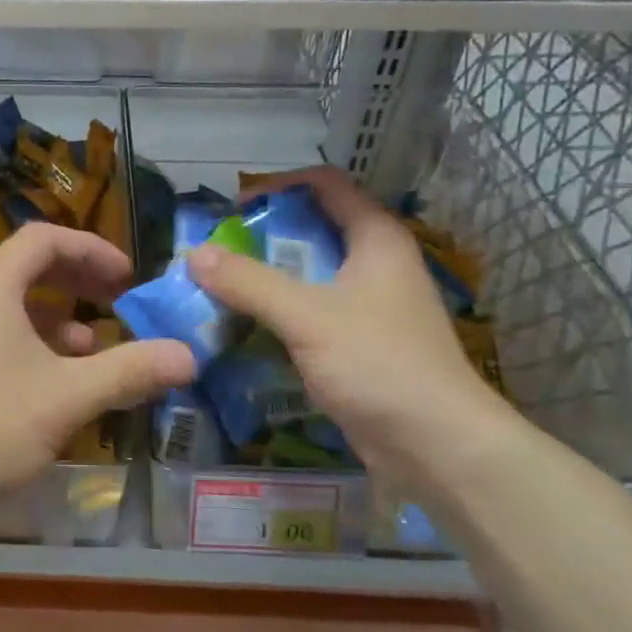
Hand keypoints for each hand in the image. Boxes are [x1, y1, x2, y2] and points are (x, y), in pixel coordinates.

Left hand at [0, 223, 196, 520]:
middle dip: (76, 280)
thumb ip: (130, 370)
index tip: (126, 277)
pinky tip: (52, 379)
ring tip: (91, 347)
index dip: (91, 249)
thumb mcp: (69, 396)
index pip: (44, 239)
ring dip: (55, 315)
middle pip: (25, 266)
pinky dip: (29, 340)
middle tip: (115, 300)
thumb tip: (188, 356)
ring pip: (9, 302)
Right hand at [187, 166, 517, 476]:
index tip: (234, 208)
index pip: (326, 185)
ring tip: (218, 288)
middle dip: (262, 238)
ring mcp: (369, 306)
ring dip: (265, 278)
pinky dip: (277, 313)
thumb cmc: (379, 364)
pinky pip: (310, 313)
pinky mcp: (359, 344)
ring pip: (309, 275)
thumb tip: (194, 255)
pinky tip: (244, 327)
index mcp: (376, 239)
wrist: (438, 447)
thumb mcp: (307, 316)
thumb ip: (249, 282)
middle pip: (313, 230)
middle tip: (215, 252)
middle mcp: (375, 264)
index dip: (280, 186)